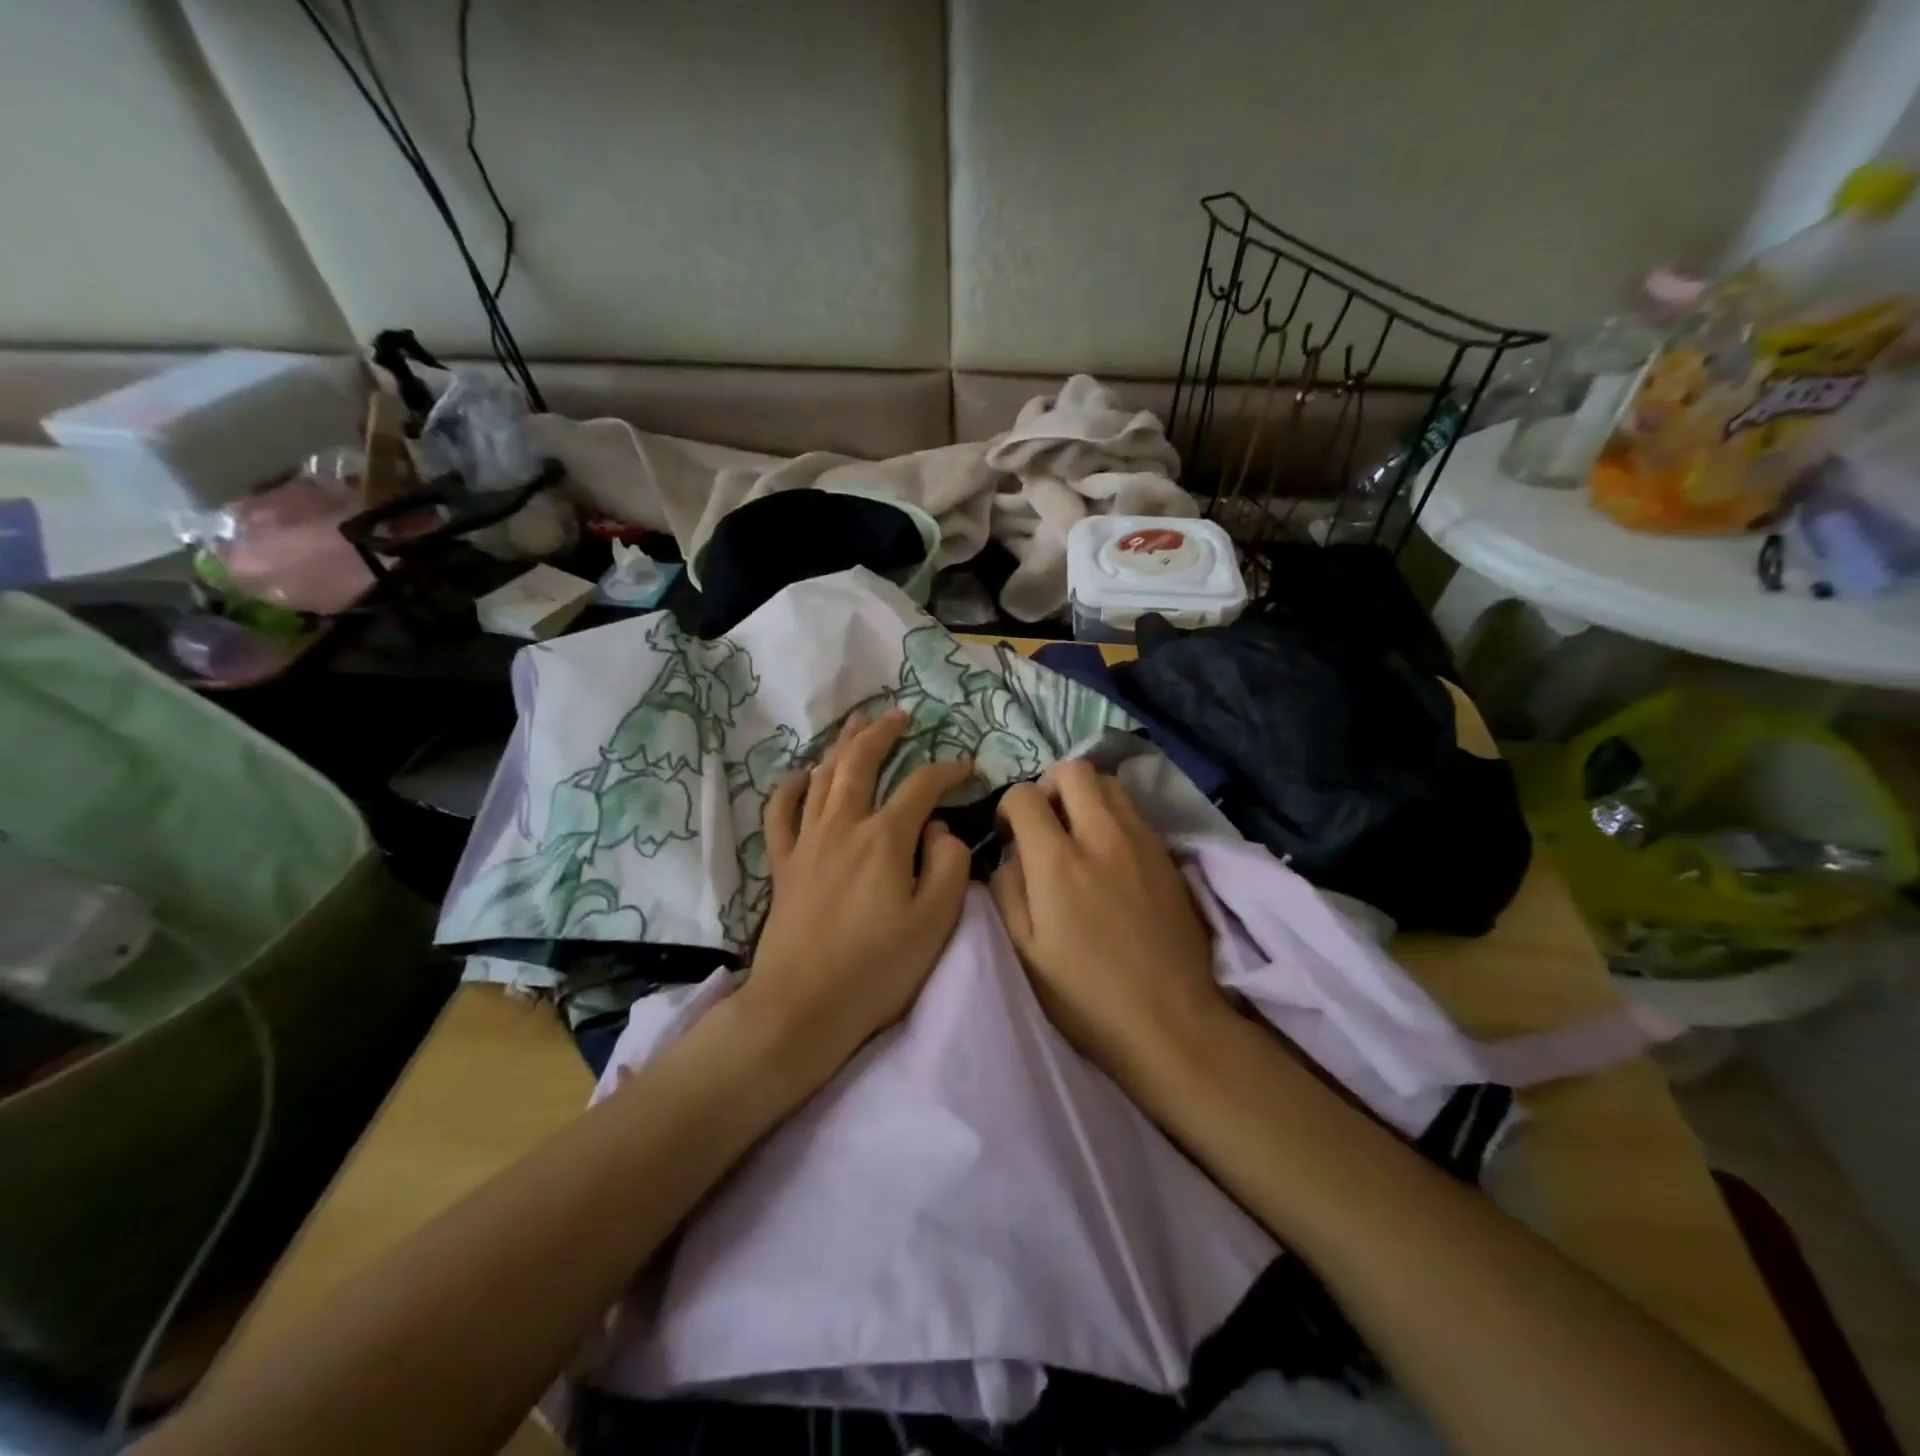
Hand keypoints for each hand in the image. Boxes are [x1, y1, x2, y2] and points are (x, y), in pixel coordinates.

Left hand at [744, 710, 973, 1069]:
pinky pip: (781, 813)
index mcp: (884, 838)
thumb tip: (940, 829)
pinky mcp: (783, 864)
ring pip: (823, 777)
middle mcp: (843, 826)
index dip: (948, 769)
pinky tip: (800, 775)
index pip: (922, 786)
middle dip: (883, 733)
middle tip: (901, 715)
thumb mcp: (934, 922)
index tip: (968, 767)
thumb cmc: (876, 969)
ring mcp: (807, 842)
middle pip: (861, 763)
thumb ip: (948, 865)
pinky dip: (790, 788)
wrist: (802, 1007)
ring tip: (857, 723)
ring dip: (842, 745)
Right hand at [990, 760, 1225, 1080]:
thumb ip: (1008, 888)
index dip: (1009, 808)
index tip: (1010, 834)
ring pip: (1110, 783)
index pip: (1025, 795)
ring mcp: (1142, 841)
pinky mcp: (1168, 855)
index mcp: (1058, 861)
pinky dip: (1114, 817)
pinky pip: (1135, 812)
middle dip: (1049, 785)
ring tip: (1079, 833)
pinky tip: (1111, 855)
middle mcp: (1102, 836)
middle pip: (1074, 770)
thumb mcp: (1025, 950)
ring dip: (1086, 796)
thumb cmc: (1086, 995)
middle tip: (1046, 822)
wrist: (1170, 1020)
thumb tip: (1011, 853)